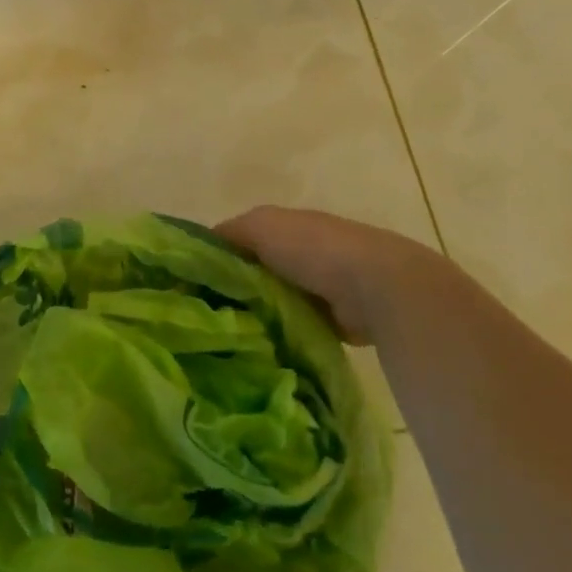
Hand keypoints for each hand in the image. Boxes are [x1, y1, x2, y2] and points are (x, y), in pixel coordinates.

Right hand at [214, 206, 447, 344]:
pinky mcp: (340, 319)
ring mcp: (327, 286)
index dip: (220, 257)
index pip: (245, 239)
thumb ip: (230, 233)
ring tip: (233, 335)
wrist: (378, 287)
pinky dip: (287, 334)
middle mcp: (309, 252)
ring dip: (263, 313)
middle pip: (262, 271)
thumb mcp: (261, 226)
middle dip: (239, 288)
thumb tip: (202, 247)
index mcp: (291, 225)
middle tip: (210, 314)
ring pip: (280, 300)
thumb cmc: (315, 249)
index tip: (193, 282)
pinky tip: (266, 347)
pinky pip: (301, 326)